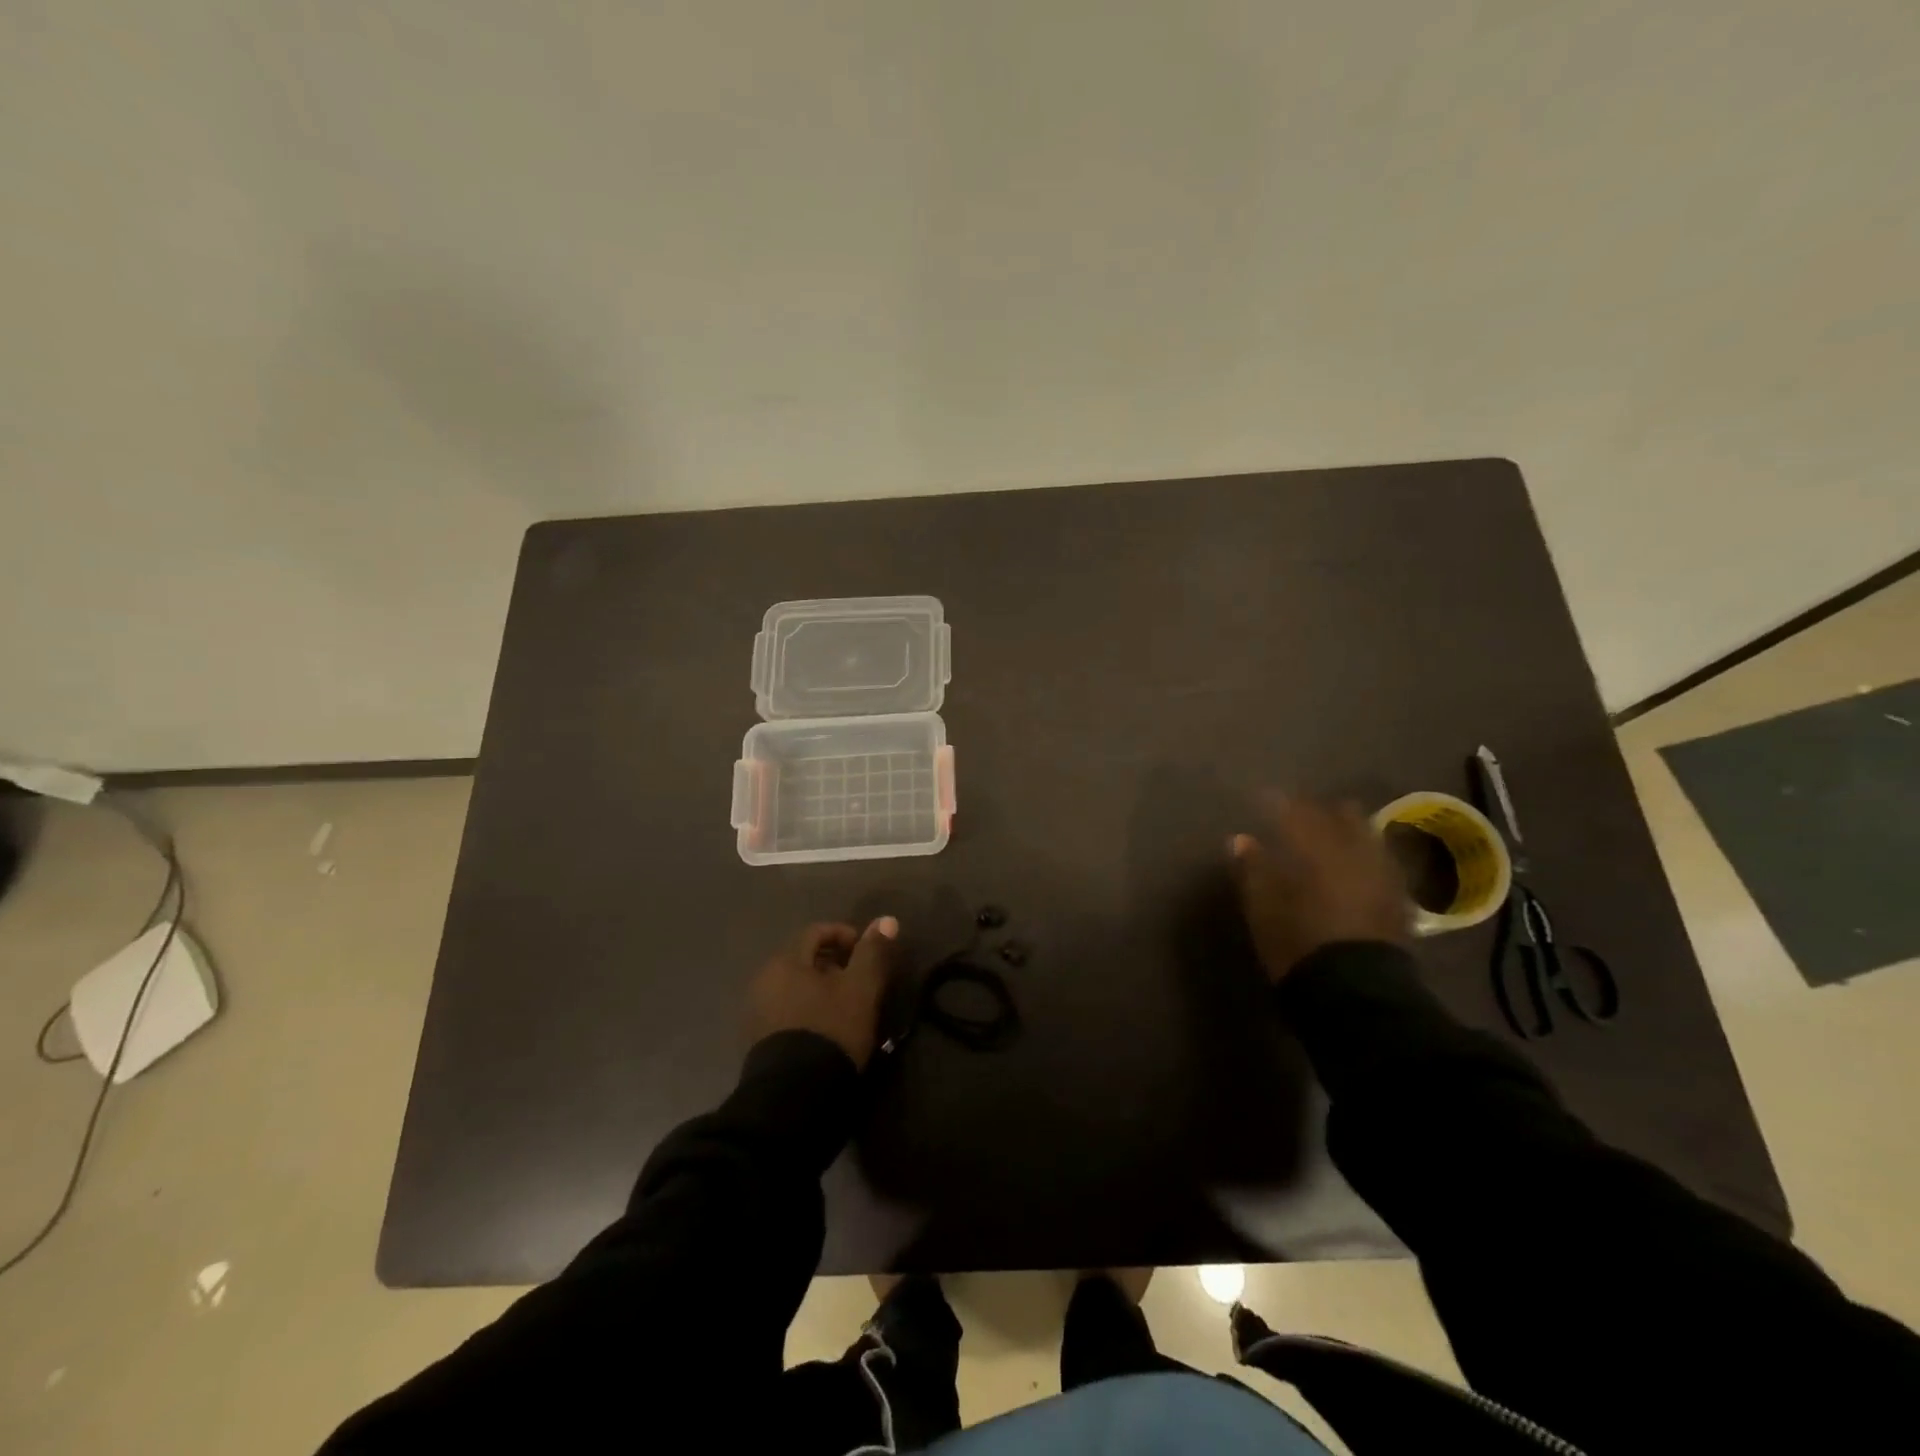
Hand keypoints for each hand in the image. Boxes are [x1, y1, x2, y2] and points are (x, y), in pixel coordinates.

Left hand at [746, 919, 899, 1067]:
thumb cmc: (831, 1030)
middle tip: (859, 982)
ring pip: (794, 986)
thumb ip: (872, 952)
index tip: (867, 953)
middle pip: (803, 958)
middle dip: (833, 964)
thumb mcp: (861, 989)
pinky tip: (825, 1029)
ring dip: (820, 989)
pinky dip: (806, 1009)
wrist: (794, 1096)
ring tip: (846, 1007)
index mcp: (785, 960)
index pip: (816, 931)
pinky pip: (785, 1009)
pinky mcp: (757, 1040)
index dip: (845, 935)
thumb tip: (887, 919)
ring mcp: (756, 1011)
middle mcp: (764, 979)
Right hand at [1229, 796, 1409, 982]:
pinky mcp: (1398, 900)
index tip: (1263, 798)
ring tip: (1331, 836)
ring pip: (1368, 837)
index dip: (1280, 802)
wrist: (1354, 992)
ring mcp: (1382, 875)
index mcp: (1318, 849)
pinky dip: (1366, 856)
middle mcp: (1355, 852)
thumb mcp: (1262, 907)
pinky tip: (1357, 865)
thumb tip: (1240, 839)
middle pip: (1342, 817)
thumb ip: (1253, 868)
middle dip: (1322, 811)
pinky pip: (1382, 863)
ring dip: (1348, 831)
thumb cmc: (1298, 944)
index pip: (1297, 812)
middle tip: (1302, 813)